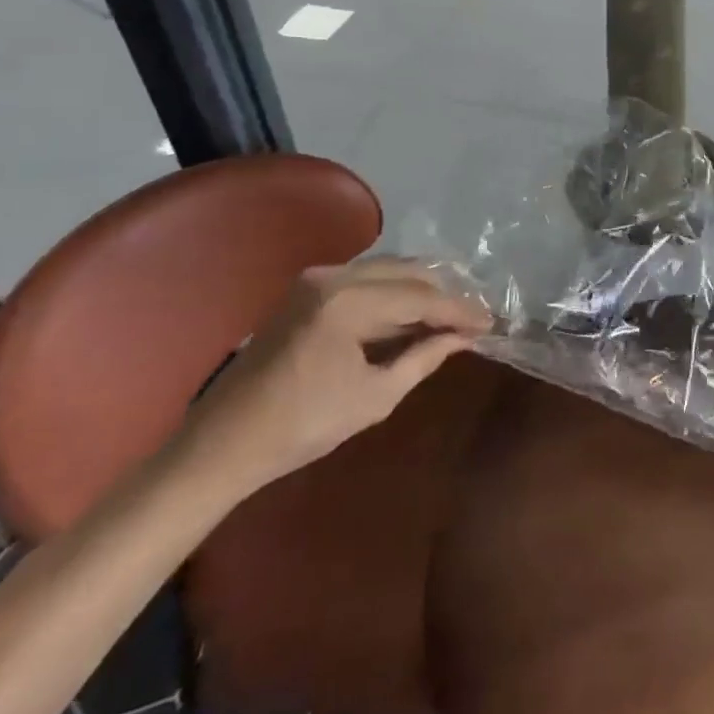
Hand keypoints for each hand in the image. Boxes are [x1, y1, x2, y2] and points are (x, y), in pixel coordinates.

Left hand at [179, 259, 492, 498]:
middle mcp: (333, 276)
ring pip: (388, 270)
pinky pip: (365, 279)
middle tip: (474, 317)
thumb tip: (461, 338)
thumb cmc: (300, 427)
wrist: (223, 442)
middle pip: (407, 272)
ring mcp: (316, 278)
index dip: (459, 310)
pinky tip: (412, 313)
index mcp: (347, 302)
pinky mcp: (307, 288)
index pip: (420, 297)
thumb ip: (423, 358)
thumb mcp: (374, 397)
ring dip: (420, 290)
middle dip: (444, 294)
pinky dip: (394, 293)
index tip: (490, 323)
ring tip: (450, 314)